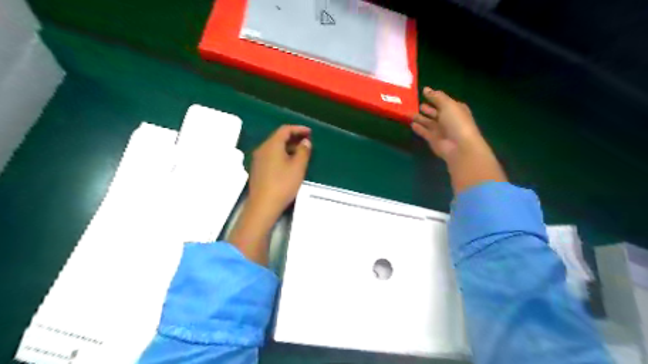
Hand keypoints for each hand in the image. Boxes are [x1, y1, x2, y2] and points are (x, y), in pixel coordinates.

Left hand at [249, 125, 310, 217]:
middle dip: (293, 138)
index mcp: (272, 145)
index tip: (310, 132)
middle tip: (307, 142)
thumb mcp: (298, 167)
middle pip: (278, 138)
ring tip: (301, 153)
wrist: (263, 205)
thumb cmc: (283, 184)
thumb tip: (305, 142)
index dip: (298, 129)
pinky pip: (271, 156)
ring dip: (288, 147)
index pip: (285, 130)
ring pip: (274, 148)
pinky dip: (281, 155)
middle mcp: (262, 149)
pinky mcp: (257, 170)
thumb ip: (303, 151)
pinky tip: (289, 164)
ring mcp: (258, 160)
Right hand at [413, 85, 508, 192]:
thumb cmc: (456, 122)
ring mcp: (441, 130)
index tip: (423, 92)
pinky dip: (419, 128)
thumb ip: (436, 97)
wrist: (459, 146)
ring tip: (409, 113)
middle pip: (435, 112)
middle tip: (415, 104)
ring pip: (428, 122)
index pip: (444, 101)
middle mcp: (448, 119)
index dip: (435, 97)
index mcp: (455, 109)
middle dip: (427, 108)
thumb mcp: (447, 105)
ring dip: (420, 118)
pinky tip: (412, 124)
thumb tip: (426, 89)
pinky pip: (424, 132)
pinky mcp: (434, 140)